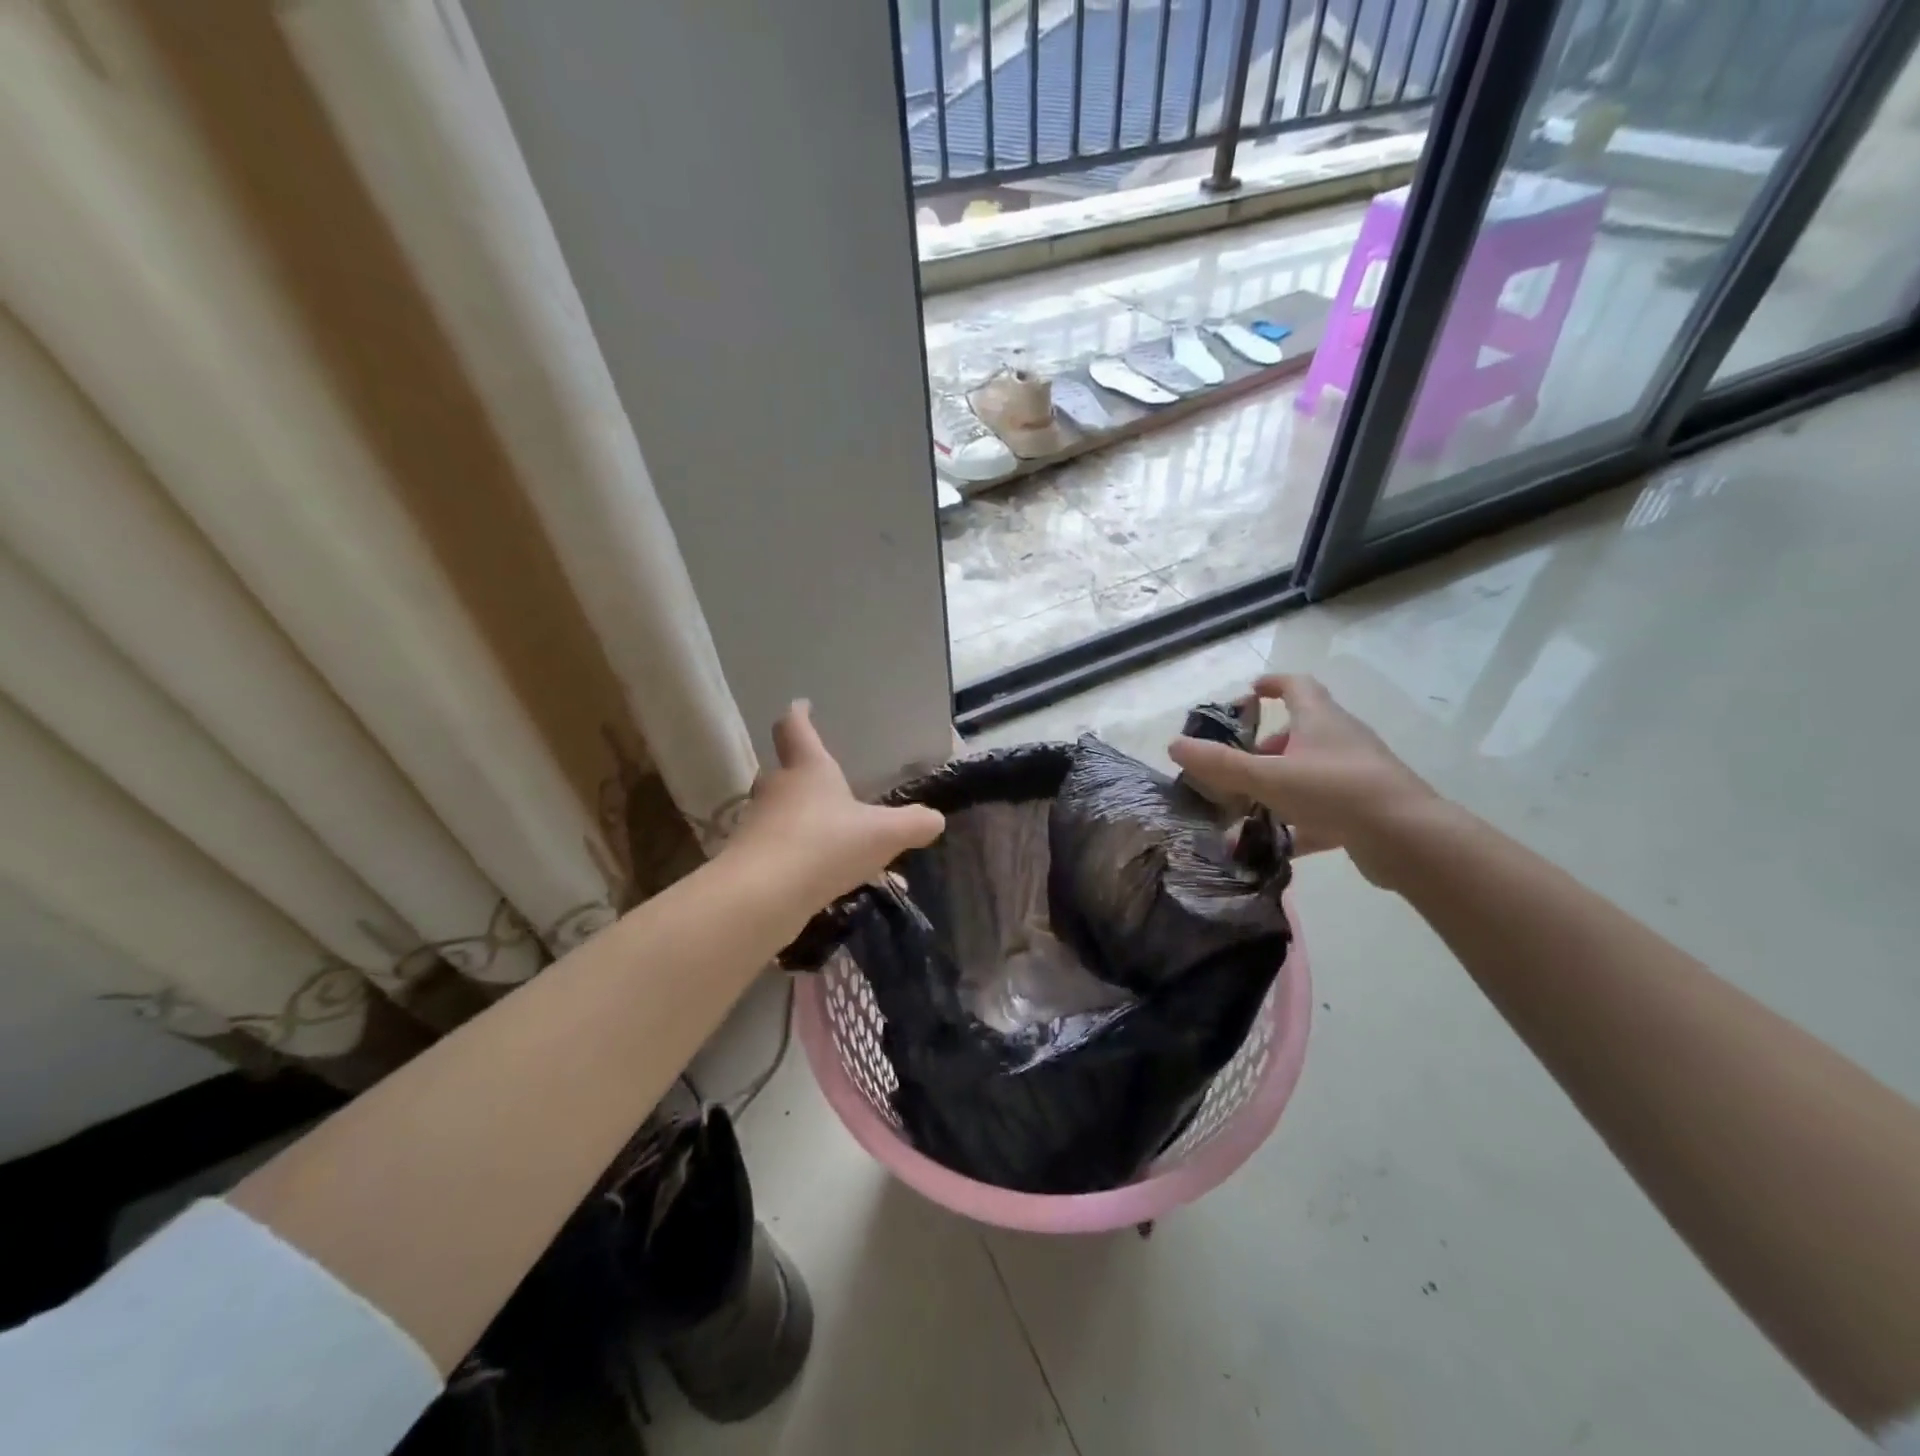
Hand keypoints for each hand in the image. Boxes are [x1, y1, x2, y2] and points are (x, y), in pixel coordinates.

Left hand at [730, 701, 944, 906]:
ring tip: (836, 841)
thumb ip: (913, 824)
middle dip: (804, 776)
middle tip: (829, 786)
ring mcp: (758, 825)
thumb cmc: (824, 845)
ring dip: (805, 822)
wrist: (760, 897)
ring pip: (782, 813)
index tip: (802, 706)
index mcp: (807, 768)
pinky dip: (799, 858)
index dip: (799, 714)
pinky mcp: (748, 860)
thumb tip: (934, 819)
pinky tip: (824, 880)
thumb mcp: (884, 834)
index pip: (795, 727)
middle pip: (785, 771)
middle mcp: (777, 789)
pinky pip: (779, 850)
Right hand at [1168, 674, 1437, 885]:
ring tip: (1250, 807)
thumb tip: (1174, 744)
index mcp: (1320, 720)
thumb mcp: (1268, 777)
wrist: (1407, 838)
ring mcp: (1357, 774)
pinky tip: (1276, 845)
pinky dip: (1298, 822)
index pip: (1297, 686)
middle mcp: (1341, 740)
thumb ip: (1220, 764)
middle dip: (1268, 745)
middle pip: (1302, 731)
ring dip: (1280, 784)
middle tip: (1239, 764)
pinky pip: (1324, 808)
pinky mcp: (1365, 809)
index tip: (1250, 692)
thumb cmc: (1334, 791)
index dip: (1273, 685)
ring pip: (1311, 771)